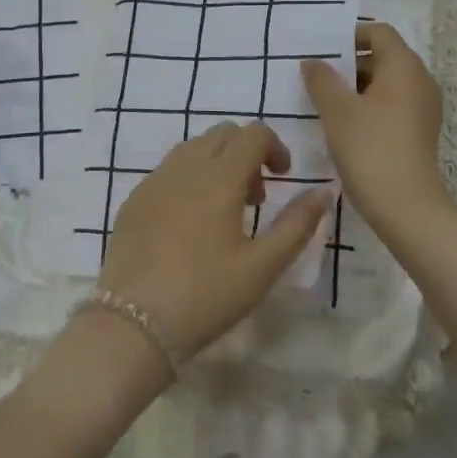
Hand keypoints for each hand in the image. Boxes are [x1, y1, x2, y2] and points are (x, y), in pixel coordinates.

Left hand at [100, 122, 334, 361]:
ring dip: (216, 164)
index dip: (275, 147)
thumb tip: (323, 191)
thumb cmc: (207, 295)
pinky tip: (189, 225)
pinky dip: (188, 179)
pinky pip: (167, 171)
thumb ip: (297, 224)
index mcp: (219, 177)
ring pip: (192, 149)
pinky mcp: (133, 201)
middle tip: (255, 199)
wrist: (133, 324)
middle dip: (246, 153)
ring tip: (224, 211)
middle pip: (222, 134)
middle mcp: (184, 167)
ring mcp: (153, 181)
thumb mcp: (263, 265)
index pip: (253, 133)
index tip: (283, 179)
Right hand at [302, 22, 452, 234]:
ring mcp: (423, 107)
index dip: (350, 35)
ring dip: (356, 87)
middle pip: (383, 56)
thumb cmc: (370, 148)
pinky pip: (392, 104)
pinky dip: (369, 106)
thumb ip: (321, 80)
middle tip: (316, 78)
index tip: (322, 52)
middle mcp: (420, 80)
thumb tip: (313, 62)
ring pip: (386, 83)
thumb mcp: (337, 111)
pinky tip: (344, 125)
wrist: (406, 206)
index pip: (379, 32)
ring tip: (325, 102)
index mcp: (404, 66)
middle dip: (349, 63)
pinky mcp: (420, 130)